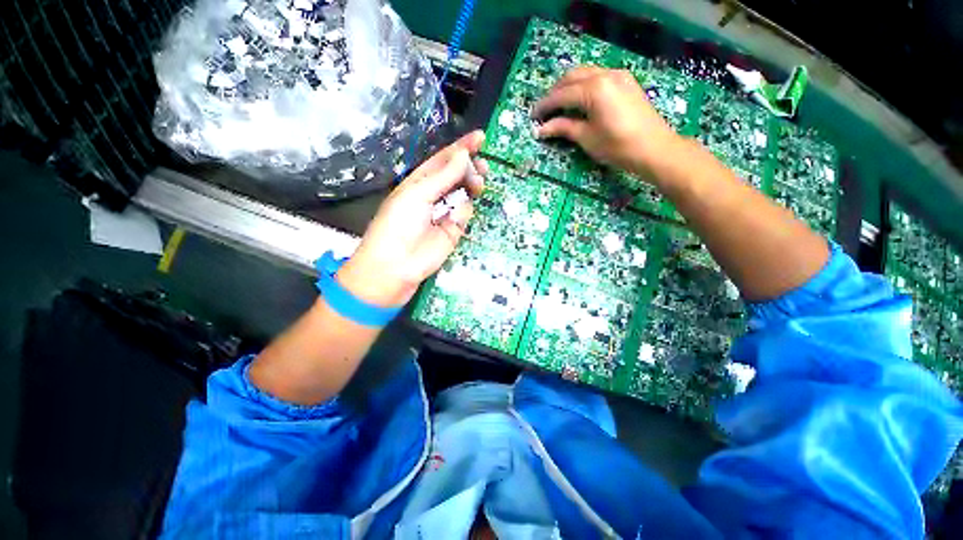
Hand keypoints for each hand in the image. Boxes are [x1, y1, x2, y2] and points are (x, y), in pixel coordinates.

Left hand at [336, 131, 486, 306]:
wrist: (396, 265)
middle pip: (457, 176)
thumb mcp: (418, 194)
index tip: (480, 138)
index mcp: (420, 181)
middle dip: (471, 168)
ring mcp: (445, 213)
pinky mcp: (454, 231)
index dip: (461, 148)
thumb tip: (464, 155)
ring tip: (478, 183)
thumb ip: (443, 176)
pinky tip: (457, 216)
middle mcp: (434, 195)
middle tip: (483, 166)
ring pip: (465, 194)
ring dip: (472, 187)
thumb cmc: (399, 224)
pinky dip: (464, 211)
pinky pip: (464, 214)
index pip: (443, 160)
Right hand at [532, 66, 679, 177]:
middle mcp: (605, 74)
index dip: (545, 106)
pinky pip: (598, 75)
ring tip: (559, 104)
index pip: (561, 95)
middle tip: (545, 110)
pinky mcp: (625, 81)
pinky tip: (580, 99)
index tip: (533, 116)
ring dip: (569, 86)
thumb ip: (563, 128)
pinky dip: (584, 84)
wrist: (654, 148)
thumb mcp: (586, 138)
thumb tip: (541, 129)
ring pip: (585, 73)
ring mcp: (618, 75)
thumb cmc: (617, 146)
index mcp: (594, 89)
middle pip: (572, 77)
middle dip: (555, 92)